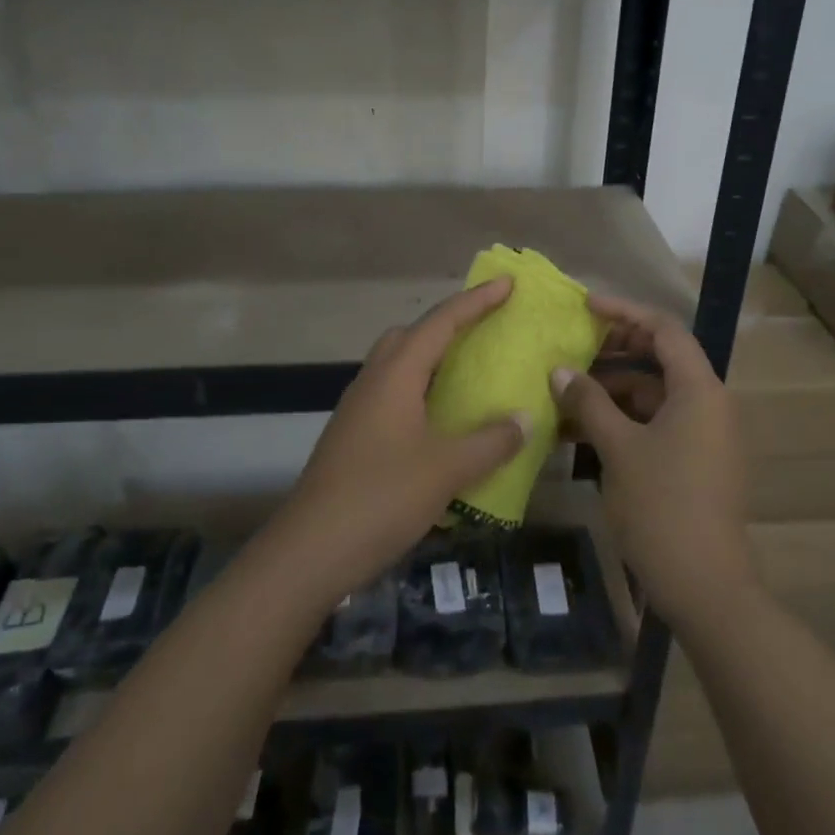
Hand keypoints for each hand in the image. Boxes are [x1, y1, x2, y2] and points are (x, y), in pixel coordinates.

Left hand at [263, 278, 529, 609]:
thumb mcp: (447, 469)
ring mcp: (358, 409)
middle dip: (447, 325)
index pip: (441, 322)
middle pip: (410, 335)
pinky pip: (392, 396)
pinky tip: (440, 423)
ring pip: (397, 366)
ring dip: (430, 360)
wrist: (310, 550)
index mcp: (396, 375)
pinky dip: (420, 393)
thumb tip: (524, 418)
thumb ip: (491, 441)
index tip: (507, 284)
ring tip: (466, 375)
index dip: (476, 301)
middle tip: (483, 332)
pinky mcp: (352, 437)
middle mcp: (373, 381)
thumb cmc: (382, 497)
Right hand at [551, 296, 756, 630]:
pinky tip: (582, 430)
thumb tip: (560, 371)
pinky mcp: (695, 461)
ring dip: (612, 391)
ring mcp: (704, 435)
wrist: (705, 585)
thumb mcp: (618, 447)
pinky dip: (623, 421)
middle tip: (570, 348)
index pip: (664, 329)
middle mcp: (709, 404)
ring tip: (565, 394)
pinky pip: (657, 424)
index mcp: (700, 389)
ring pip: (654, 394)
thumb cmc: (662, 505)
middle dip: (614, 351)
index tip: (584, 307)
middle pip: (661, 359)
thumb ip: (589, 401)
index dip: (624, 312)